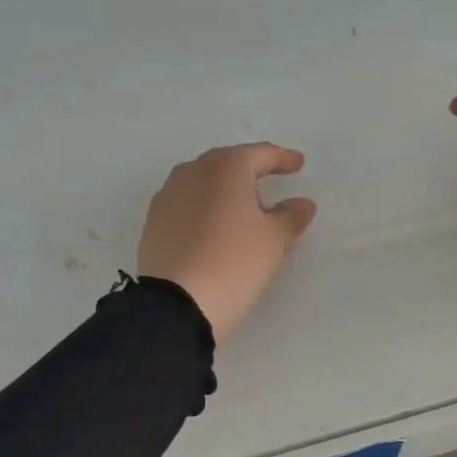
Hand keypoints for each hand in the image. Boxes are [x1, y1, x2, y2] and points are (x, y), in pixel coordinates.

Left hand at [138, 144, 317, 341]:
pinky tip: (214, 229)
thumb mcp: (274, 240)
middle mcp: (192, 172)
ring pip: (203, 183)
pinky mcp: (153, 222)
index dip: (282, 158)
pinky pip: (186, 205)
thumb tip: (302, 203)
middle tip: (270, 183)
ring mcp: (167, 196)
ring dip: (224, 191)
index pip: (260, 154)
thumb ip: (291, 216)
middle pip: (227, 164)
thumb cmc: (234, 261)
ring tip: (242, 210)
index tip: (298, 164)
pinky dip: (204, 209)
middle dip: (250, 172)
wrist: (176, 302)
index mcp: (225, 167)